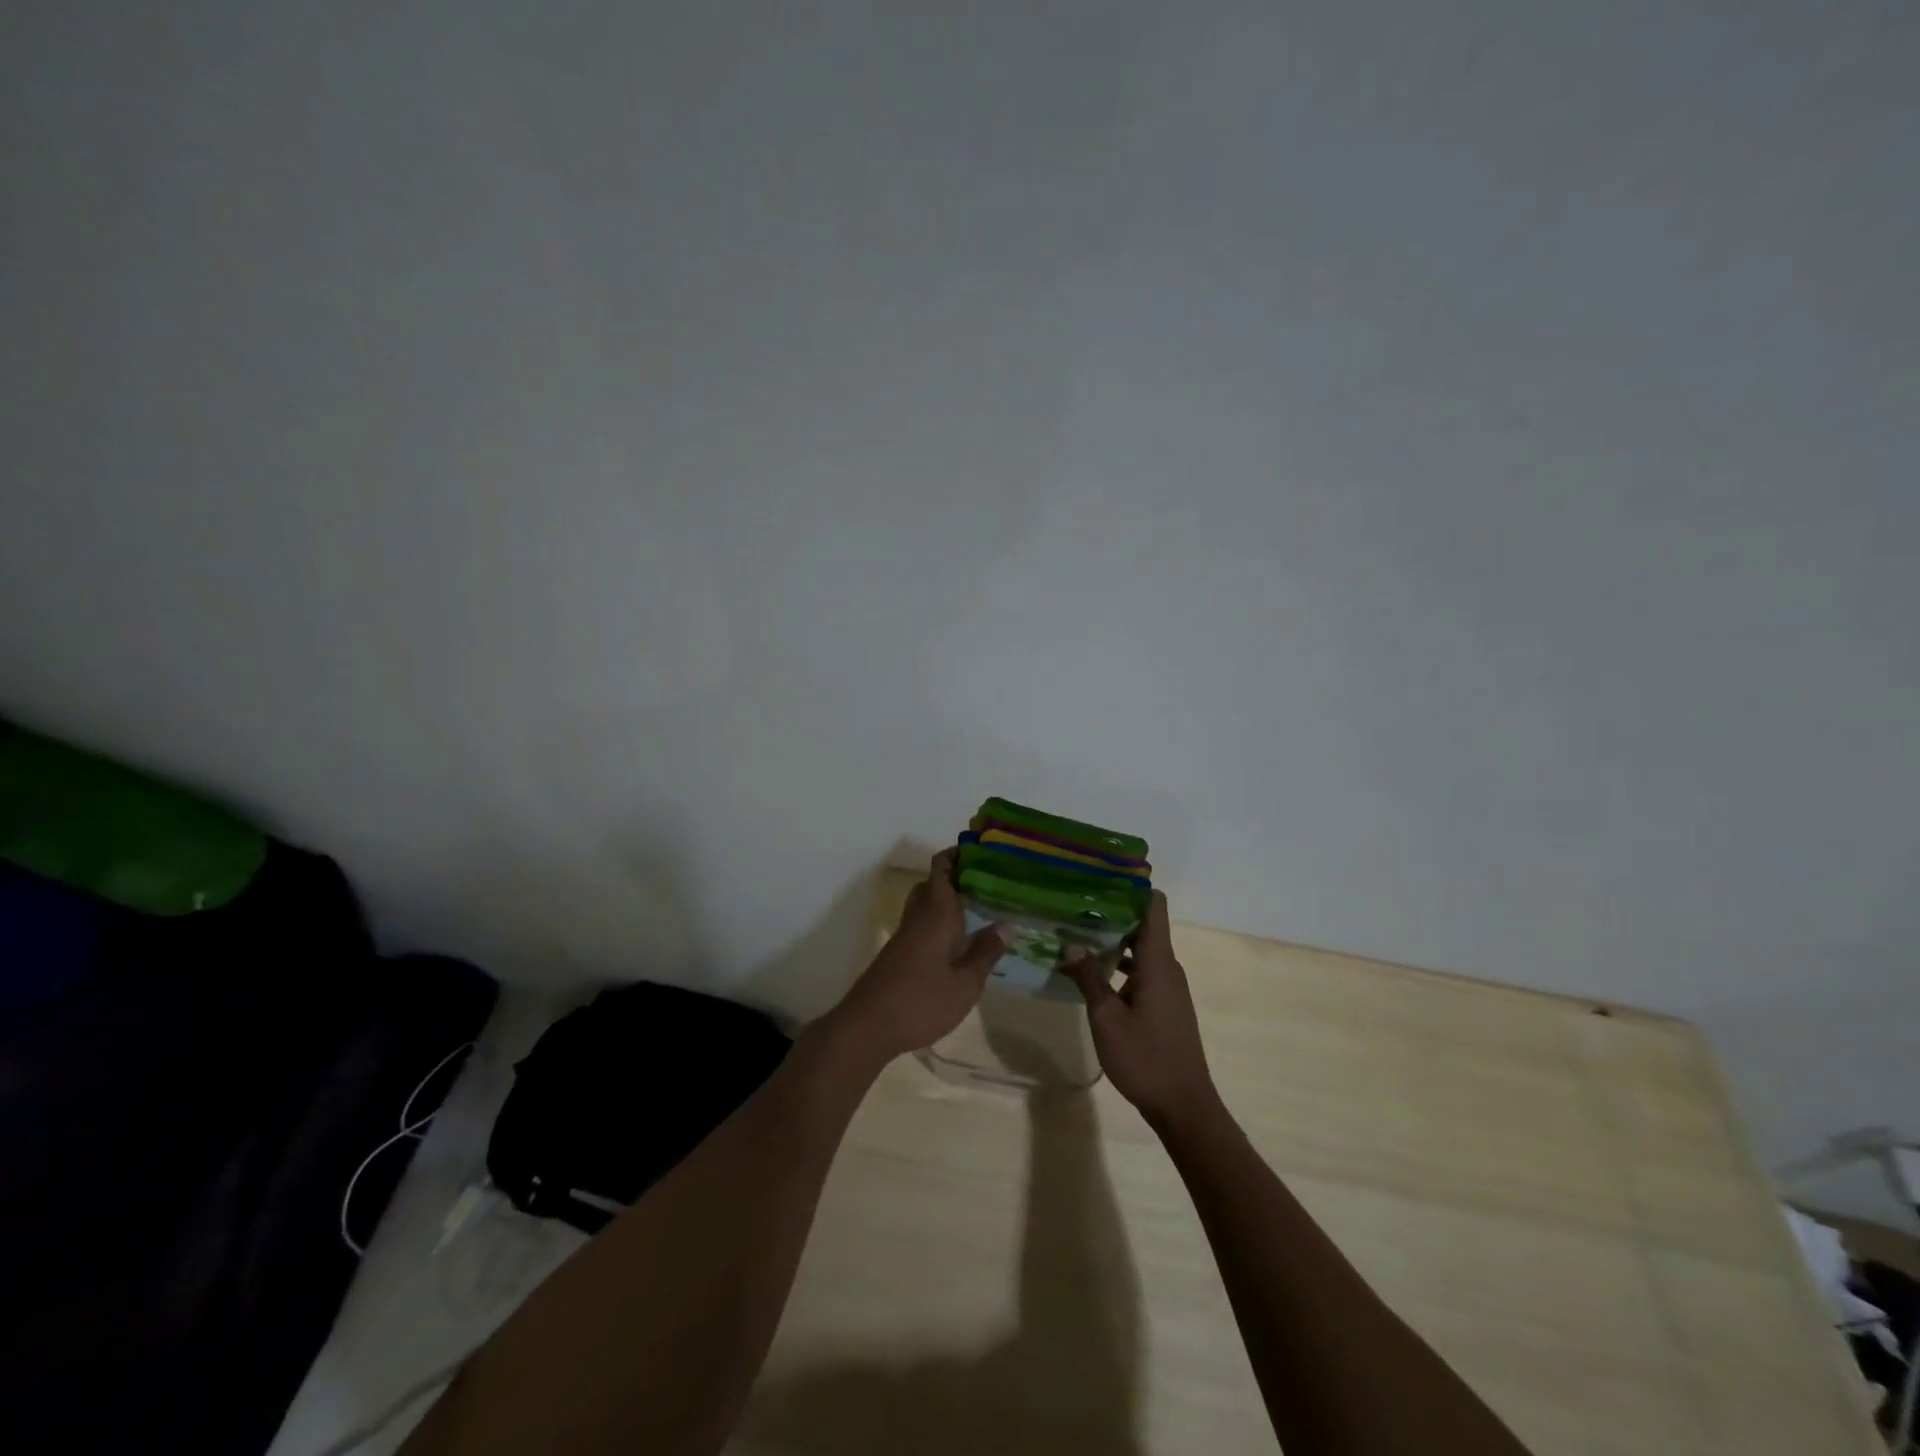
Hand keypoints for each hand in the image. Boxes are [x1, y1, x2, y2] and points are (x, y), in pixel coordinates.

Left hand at [831, 851, 1008, 1062]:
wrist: (868, 1025)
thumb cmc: (922, 1000)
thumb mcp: (966, 982)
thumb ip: (987, 951)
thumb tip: (1008, 924)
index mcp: (937, 911)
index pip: (942, 866)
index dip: (959, 853)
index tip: (984, 852)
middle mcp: (919, 914)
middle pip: (934, 881)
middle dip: (959, 876)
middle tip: (990, 882)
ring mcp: (906, 933)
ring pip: (927, 902)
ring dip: (949, 900)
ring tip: (980, 909)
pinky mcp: (899, 951)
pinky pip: (923, 922)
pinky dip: (941, 920)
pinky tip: (960, 941)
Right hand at [1061, 892, 1219, 1130]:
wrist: (1184, 1106)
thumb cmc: (1145, 1058)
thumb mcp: (1106, 1018)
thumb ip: (1089, 977)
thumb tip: (1070, 943)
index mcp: (1158, 962)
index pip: (1153, 906)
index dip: (1131, 888)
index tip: (1100, 879)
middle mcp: (1167, 967)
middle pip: (1143, 924)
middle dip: (1111, 912)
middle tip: (1074, 905)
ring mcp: (1168, 987)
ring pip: (1140, 949)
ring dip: (1112, 941)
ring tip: (1075, 934)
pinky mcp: (1165, 1004)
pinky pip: (1142, 970)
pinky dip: (1119, 965)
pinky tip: (1092, 972)